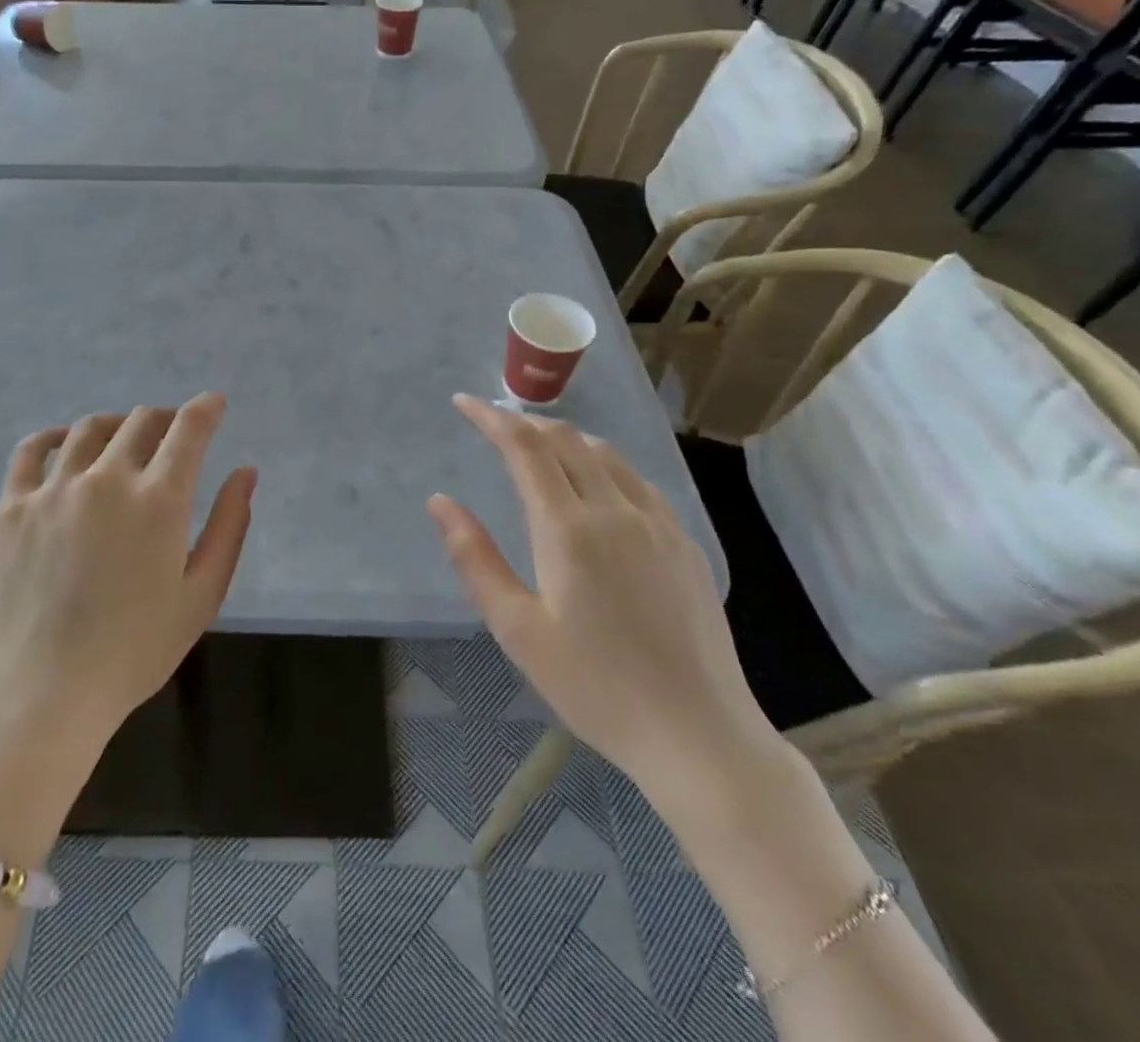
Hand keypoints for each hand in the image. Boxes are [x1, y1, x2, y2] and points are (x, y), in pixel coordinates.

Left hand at [0, 393, 256, 760]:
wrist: (43, 693)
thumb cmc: (135, 651)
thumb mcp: (202, 595)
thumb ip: (230, 526)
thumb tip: (246, 472)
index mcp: (159, 500)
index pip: (188, 429)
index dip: (206, 408)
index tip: (214, 404)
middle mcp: (107, 479)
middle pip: (140, 421)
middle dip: (165, 418)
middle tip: (172, 434)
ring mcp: (54, 489)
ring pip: (89, 428)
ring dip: (117, 424)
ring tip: (125, 438)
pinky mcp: (13, 506)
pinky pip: (30, 450)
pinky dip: (53, 436)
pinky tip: (63, 442)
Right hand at [429, 395, 776, 798]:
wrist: (699, 736)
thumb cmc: (595, 687)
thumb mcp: (518, 630)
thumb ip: (475, 559)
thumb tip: (440, 502)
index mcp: (569, 529)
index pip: (524, 448)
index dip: (490, 418)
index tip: (463, 403)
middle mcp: (616, 510)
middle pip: (566, 439)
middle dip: (524, 422)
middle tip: (493, 423)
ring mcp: (658, 524)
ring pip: (606, 454)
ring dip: (564, 438)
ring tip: (537, 446)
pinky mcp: (685, 543)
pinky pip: (637, 481)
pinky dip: (602, 463)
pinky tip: (596, 485)